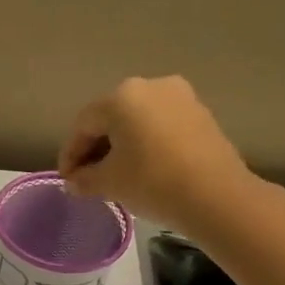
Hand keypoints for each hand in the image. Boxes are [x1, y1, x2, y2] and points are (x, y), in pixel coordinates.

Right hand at [57, 75, 257, 231]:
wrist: (216, 197)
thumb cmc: (152, 182)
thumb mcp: (108, 183)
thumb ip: (84, 179)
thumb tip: (74, 181)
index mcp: (121, 97)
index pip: (83, 124)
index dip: (70, 154)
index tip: (67, 180)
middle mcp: (150, 87)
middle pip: (110, 118)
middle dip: (95, 147)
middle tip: (86, 177)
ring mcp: (179, 97)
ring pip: (136, 121)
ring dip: (120, 145)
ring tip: (114, 174)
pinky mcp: (200, 113)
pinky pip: (160, 125)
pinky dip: (145, 143)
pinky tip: (141, 167)